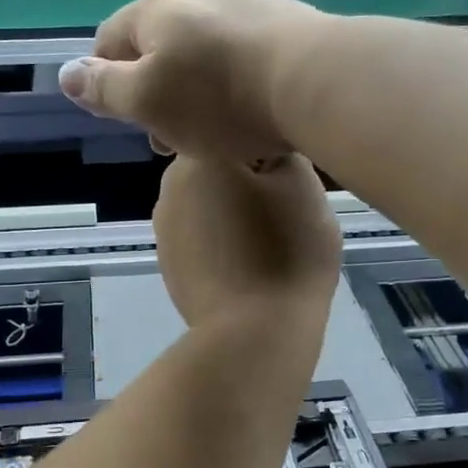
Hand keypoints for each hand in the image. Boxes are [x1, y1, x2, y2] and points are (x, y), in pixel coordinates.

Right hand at [58, 0, 336, 162]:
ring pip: (201, 47)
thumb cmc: (220, 98)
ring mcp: (243, 0)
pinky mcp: (284, 17)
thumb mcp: (148, 102)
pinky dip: (232, 77)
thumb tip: (65, 73)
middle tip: (169, 136)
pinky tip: (249, 104)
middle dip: (155, 89)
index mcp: (155, 10)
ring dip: (194, 85)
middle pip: (158, 42)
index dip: (106, 80)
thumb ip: (104, 88)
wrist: (316, 80)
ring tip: (210, 128)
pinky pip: (240, 49)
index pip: (109, 39)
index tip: (124, 120)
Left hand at [153, 155, 340, 330]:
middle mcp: (169, 187)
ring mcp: (164, 230)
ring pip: (211, 205)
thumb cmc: (285, 252)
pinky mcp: (168, 266)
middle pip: (220, 170)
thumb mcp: (303, 186)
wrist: (253, 334)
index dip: (271, 154)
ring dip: (235, 213)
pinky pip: (203, 240)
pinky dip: (223, 244)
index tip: (292, 180)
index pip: (239, 133)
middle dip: (250, 183)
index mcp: (199, 158)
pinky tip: (246, 267)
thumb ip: (283, 152)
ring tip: (268, 244)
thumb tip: (267, 152)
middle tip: (286, 212)